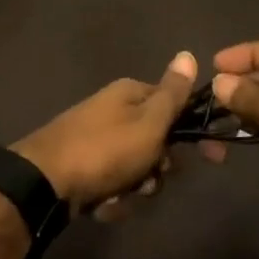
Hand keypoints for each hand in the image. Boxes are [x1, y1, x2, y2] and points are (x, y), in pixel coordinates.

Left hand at [12, 51, 198, 216]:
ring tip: (120, 194)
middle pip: (156, 142)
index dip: (195, 132)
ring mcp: (96, 139)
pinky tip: (101, 204)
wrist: (44, 183)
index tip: (215, 158)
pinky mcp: (82, 167)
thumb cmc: (106, 150)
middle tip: (150, 179)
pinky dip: (112, 197)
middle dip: (157, 168)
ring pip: (136, 168)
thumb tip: (189, 54)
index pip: (175, 106)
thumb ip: (172, 94)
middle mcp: (113, 110)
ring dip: (135, 188)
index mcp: (130, 93)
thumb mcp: (149, 121)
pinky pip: (113, 183)